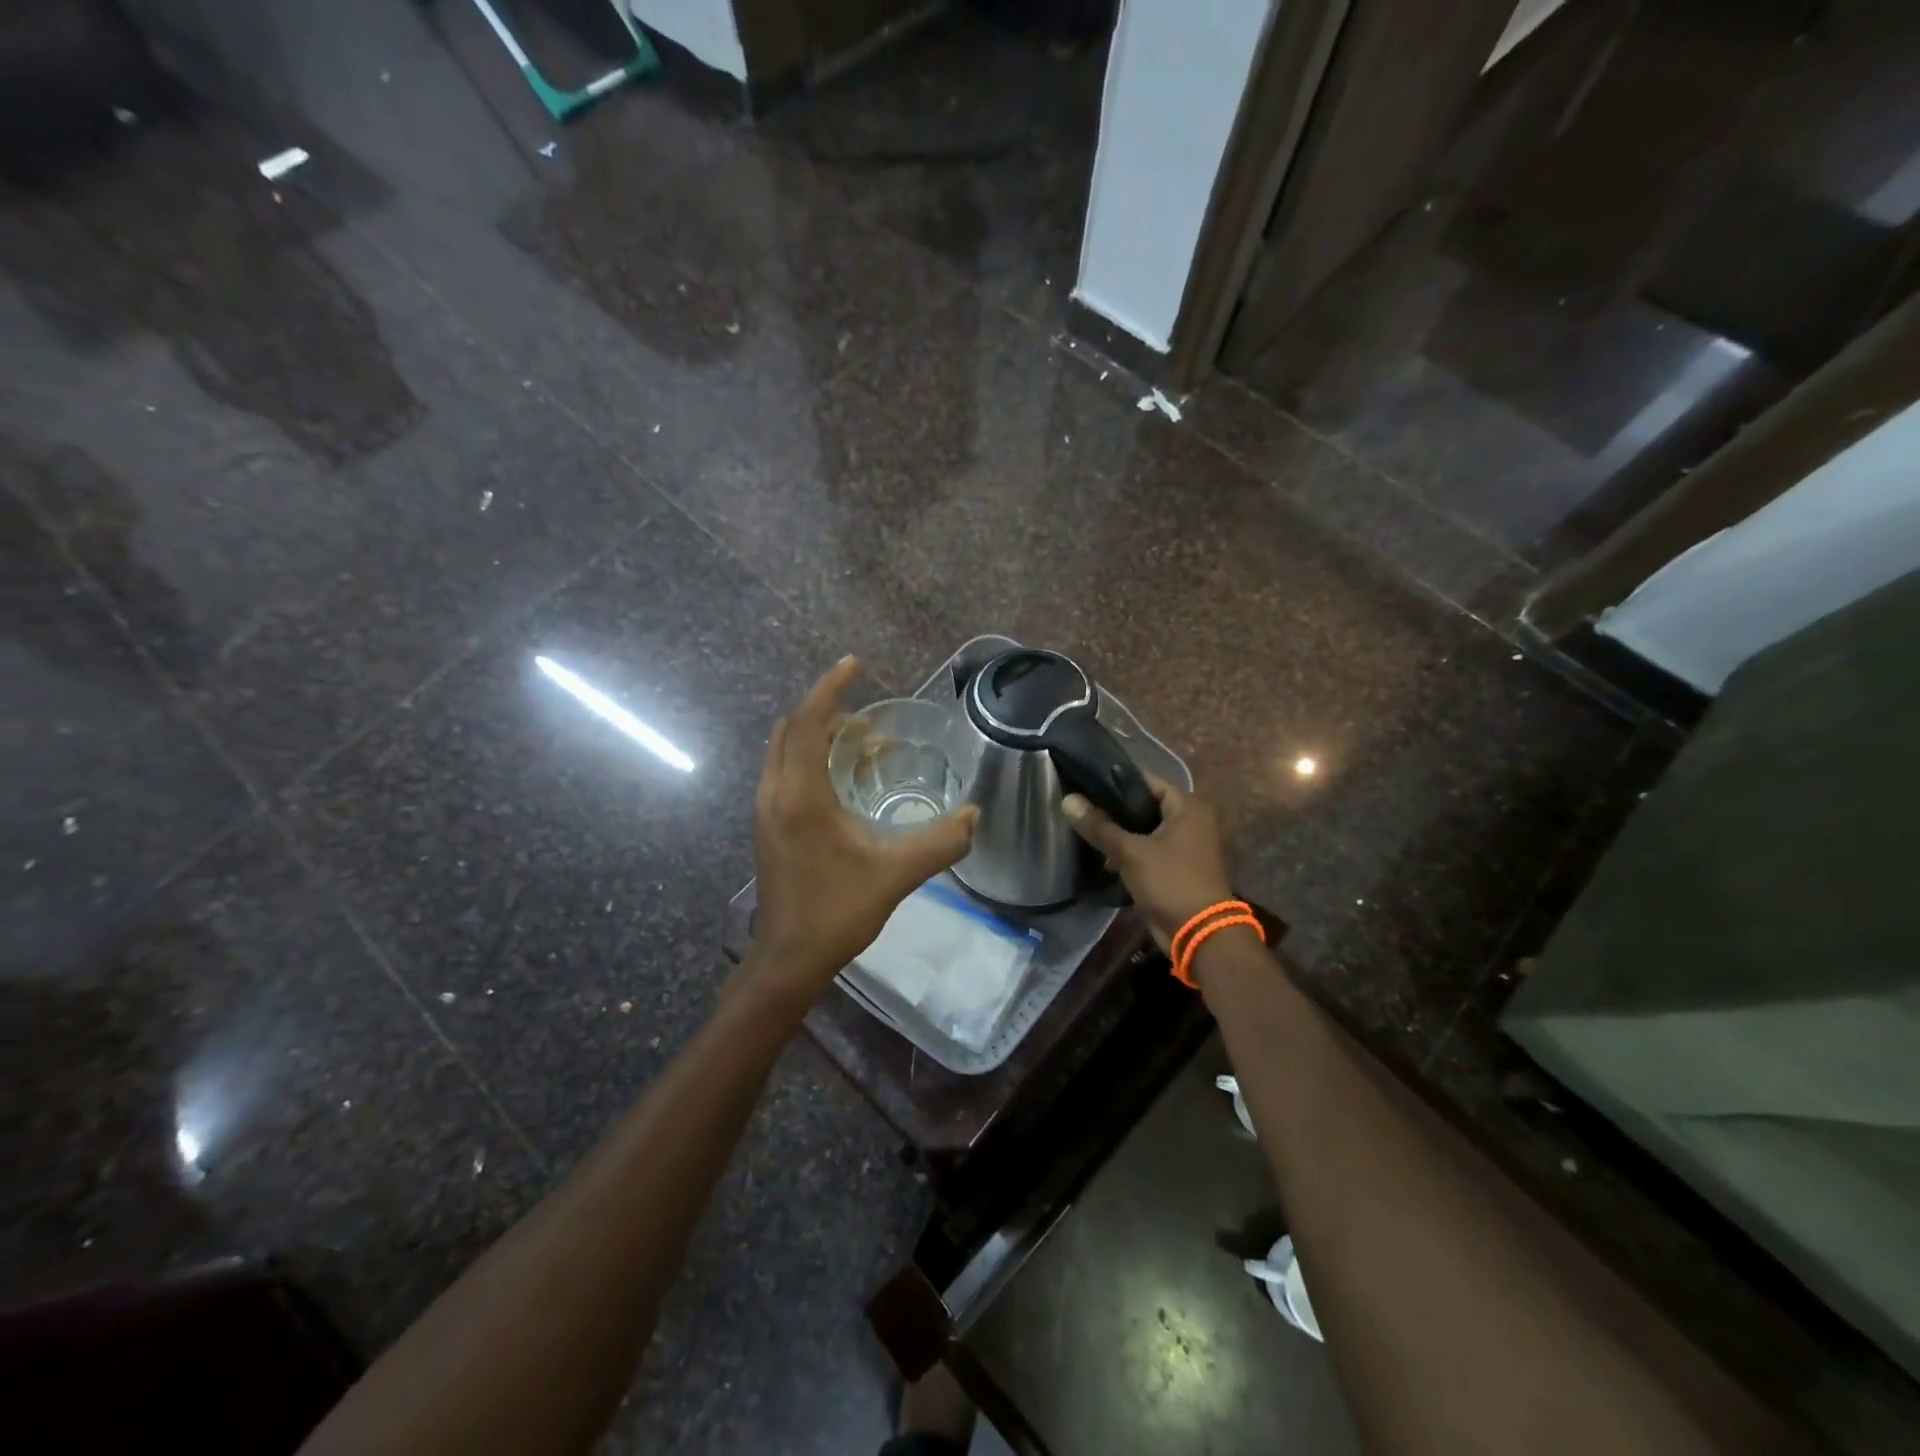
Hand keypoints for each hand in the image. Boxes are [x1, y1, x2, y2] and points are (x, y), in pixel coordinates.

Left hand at [745, 657, 977, 1009]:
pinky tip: (843, 781)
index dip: (830, 688)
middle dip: (828, 712)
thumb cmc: (838, 911)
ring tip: (862, 744)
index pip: (808, 723)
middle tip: (869, 716)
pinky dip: (810, 759)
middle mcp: (774, 793)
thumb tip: (974, 815)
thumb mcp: (896, 873)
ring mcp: (765, 810)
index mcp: (799, 796)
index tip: (854, 664)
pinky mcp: (767, 826)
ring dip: (818, 736)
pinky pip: (785, 771)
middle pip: (793, 730)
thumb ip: (940, 842)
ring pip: (785, 751)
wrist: (789, 958)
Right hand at [1062, 774, 1233, 952]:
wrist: (1199, 935)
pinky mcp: (1176, 866)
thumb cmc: (1171, 882)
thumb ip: (1099, 826)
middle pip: (1144, 804)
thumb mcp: (1131, 852)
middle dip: (1113, 807)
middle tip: (1080, 803)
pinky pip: (1147, 849)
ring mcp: (1185, 844)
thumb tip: (1067, 800)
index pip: (1146, 779)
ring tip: (1083, 825)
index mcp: (1188, 806)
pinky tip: (1099, 851)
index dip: (1114, 778)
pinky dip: (1128, 850)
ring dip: (1119, 831)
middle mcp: (1191, 820)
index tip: (1083, 779)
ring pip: (1144, 828)